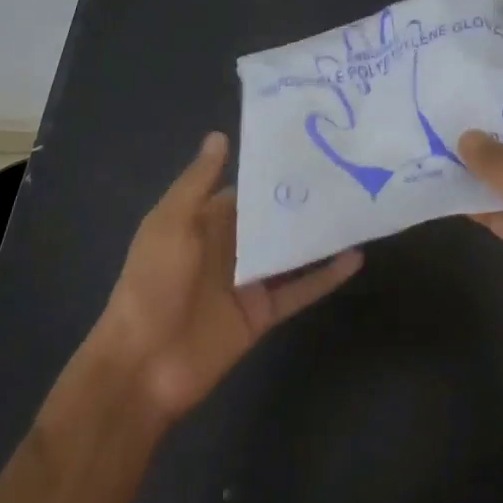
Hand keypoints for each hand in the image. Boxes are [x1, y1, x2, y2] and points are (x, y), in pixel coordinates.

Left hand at [87, 133, 362, 423]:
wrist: (142, 366)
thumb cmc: (152, 284)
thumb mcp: (170, 224)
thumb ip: (198, 182)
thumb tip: (220, 136)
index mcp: (204, 222)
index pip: (246, 190)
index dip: (274, 170)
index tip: (312, 145)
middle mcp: (230, 247)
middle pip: (274, 218)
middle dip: (305, 198)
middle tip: (349, 169)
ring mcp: (249, 281)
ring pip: (292, 251)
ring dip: (320, 233)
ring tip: (359, 205)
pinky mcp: (263, 312)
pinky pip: (300, 290)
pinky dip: (327, 276)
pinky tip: (355, 257)